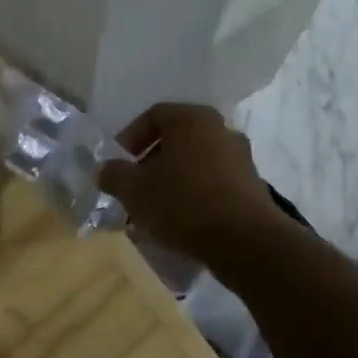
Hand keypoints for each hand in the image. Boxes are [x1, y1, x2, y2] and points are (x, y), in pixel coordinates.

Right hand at [97, 102, 279, 263]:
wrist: (245, 241)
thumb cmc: (182, 203)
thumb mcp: (133, 189)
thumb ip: (113, 174)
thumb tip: (107, 170)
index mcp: (191, 119)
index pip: (152, 116)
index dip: (129, 138)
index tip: (118, 165)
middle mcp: (219, 129)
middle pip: (175, 140)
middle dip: (149, 163)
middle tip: (133, 187)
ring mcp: (240, 157)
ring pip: (194, 162)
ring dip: (171, 181)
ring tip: (154, 209)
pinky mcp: (251, 185)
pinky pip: (212, 183)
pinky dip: (193, 195)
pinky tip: (180, 221)